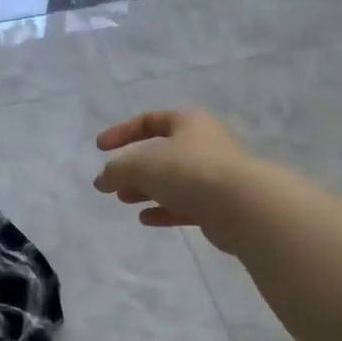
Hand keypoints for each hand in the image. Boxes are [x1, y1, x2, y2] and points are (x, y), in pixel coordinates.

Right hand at [93, 108, 254, 250]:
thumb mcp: (141, 165)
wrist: (242, 206)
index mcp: (188, 122)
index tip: (100, 148)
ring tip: (124, 200)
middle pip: (161, 152)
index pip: (148, 121)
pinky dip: (164, 209)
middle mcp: (203, 143)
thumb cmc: (188, 171)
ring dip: (146, 189)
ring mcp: (214, 175)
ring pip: (173, 179)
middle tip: (113, 182)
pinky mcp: (219, 204)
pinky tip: (146, 219)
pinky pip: (185, 204)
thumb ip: (116, 170)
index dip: (122, 132)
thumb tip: (102, 180)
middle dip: (134, 167)